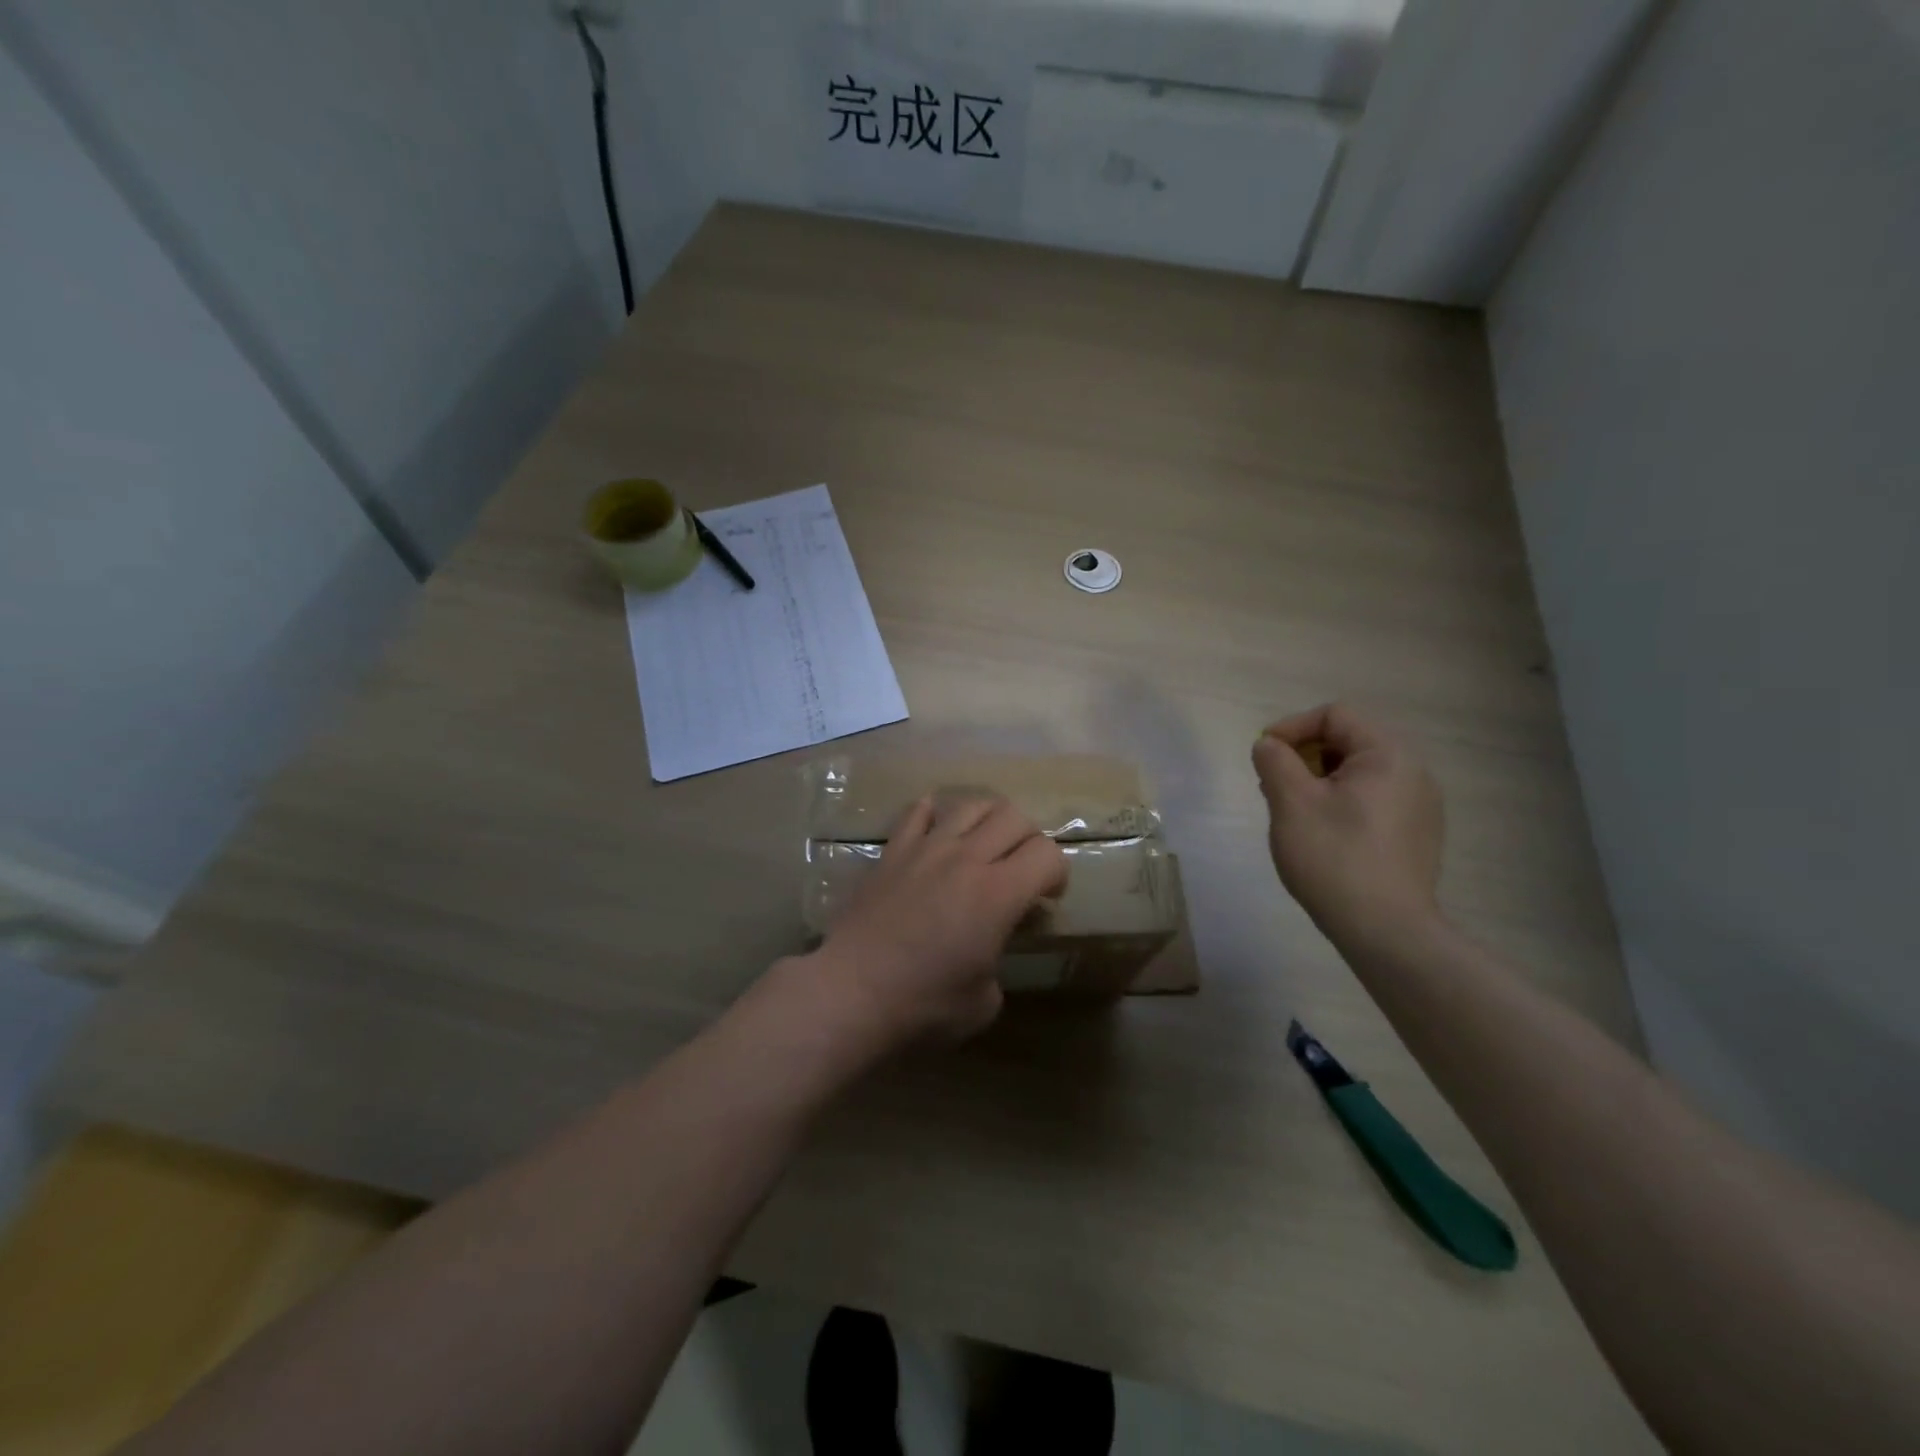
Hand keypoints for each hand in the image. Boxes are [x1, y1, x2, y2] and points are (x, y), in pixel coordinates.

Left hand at [808, 796, 1067, 1050]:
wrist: (850, 994)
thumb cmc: (922, 1007)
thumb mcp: (984, 1003)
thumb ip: (997, 963)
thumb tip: (987, 951)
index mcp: (998, 895)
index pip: (1047, 853)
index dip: (1057, 873)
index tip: (1046, 898)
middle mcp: (967, 859)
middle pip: (1014, 816)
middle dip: (1029, 840)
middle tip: (1020, 871)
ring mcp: (926, 848)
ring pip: (971, 804)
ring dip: (989, 820)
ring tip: (983, 846)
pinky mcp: (892, 852)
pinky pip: (918, 811)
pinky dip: (935, 814)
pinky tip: (937, 833)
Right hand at [1252, 703, 1444, 944]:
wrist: (1386, 931)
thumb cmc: (1334, 858)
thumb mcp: (1291, 803)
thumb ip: (1275, 762)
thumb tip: (1269, 745)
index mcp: (1388, 755)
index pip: (1335, 715)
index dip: (1292, 727)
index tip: (1264, 756)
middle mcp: (1413, 772)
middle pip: (1349, 741)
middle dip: (1304, 755)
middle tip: (1274, 785)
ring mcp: (1420, 806)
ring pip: (1359, 773)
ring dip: (1319, 780)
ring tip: (1293, 812)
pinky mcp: (1417, 834)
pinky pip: (1373, 799)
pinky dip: (1341, 802)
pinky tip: (1323, 834)